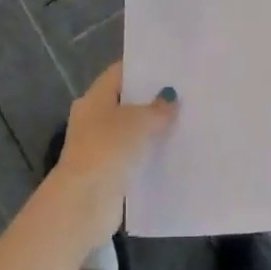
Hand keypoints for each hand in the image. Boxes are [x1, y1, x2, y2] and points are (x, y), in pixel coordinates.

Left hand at [49, 62, 176, 243]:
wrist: (85, 202)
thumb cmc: (108, 149)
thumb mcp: (139, 121)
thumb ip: (158, 108)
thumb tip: (169, 97)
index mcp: (94, 98)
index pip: (120, 73)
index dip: (143, 68)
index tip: (171, 68)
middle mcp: (93, 119)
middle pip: (126, 102)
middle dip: (152, 100)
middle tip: (185, 94)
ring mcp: (99, 147)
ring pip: (131, 131)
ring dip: (152, 130)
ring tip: (185, 122)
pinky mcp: (107, 172)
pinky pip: (133, 157)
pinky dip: (149, 154)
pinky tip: (173, 152)